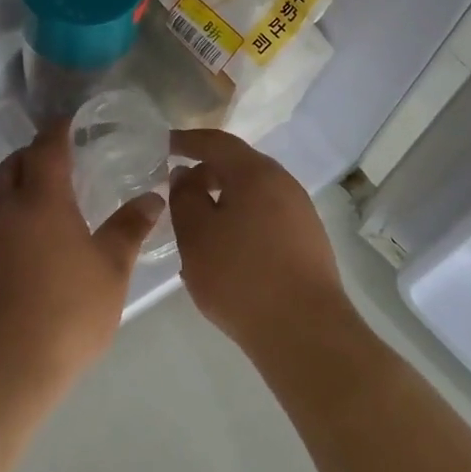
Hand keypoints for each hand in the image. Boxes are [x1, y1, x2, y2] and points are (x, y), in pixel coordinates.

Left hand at [0, 120, 162, 399]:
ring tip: (49, 221)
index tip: (69, 122)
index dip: (58, 130)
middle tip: (57, 163)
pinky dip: (9, 237)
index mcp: (42, 202)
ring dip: (19, 201)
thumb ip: (129, 230)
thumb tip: (152, 198)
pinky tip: (28, 267)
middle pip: (12, 168)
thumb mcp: (110, 271)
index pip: (47, 148)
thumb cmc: (66, 312)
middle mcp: (4, 214)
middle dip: (31, 157)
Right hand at [169, 129, 350, 353]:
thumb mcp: (196, 235)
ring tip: (196, 223)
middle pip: (238, 166)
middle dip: (205, 172)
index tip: (162, 146)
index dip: (186, 140)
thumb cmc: (240, 276)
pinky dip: (241, 220)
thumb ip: (185, 197)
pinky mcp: (308, 241)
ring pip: (253, 194)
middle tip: (176, 190)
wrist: (304, 330)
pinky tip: (226, 249)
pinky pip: (266, 216)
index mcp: (256, 173)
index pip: (216, 142)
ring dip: (224, 200)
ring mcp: (300, 212)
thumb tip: (186, 174)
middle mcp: (283, 184)